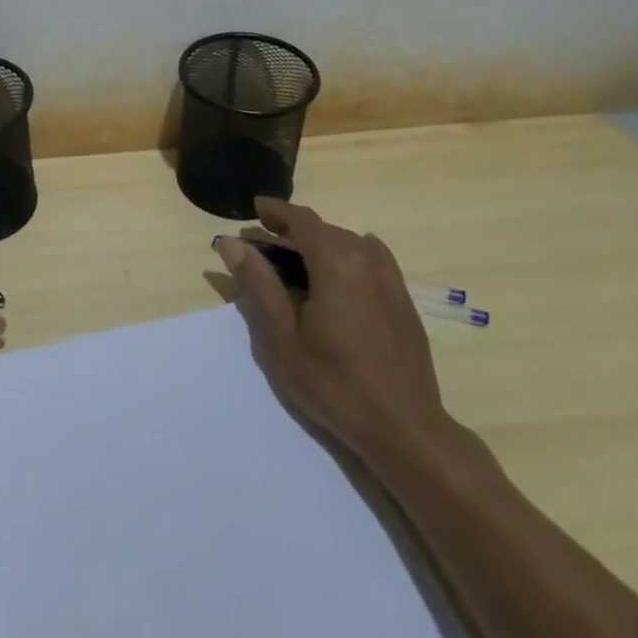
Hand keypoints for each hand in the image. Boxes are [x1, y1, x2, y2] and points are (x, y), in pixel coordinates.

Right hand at [215, 197, 451, 469]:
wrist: (405, 428)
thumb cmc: (334, 383)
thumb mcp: (282, 337)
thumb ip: (257, 283)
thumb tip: (232, 243)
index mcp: (337, 262)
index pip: (301, 220)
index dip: (275, 211)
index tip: (254, 209)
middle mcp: (367, 259)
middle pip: (324, 230)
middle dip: (291, 232)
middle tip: (263, 249)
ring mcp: (391, 279)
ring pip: (347, 244)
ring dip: (318, 245)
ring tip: (295, 265)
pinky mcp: (403, 299)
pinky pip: (369, 260)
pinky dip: (344, 258)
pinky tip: (334, 280)